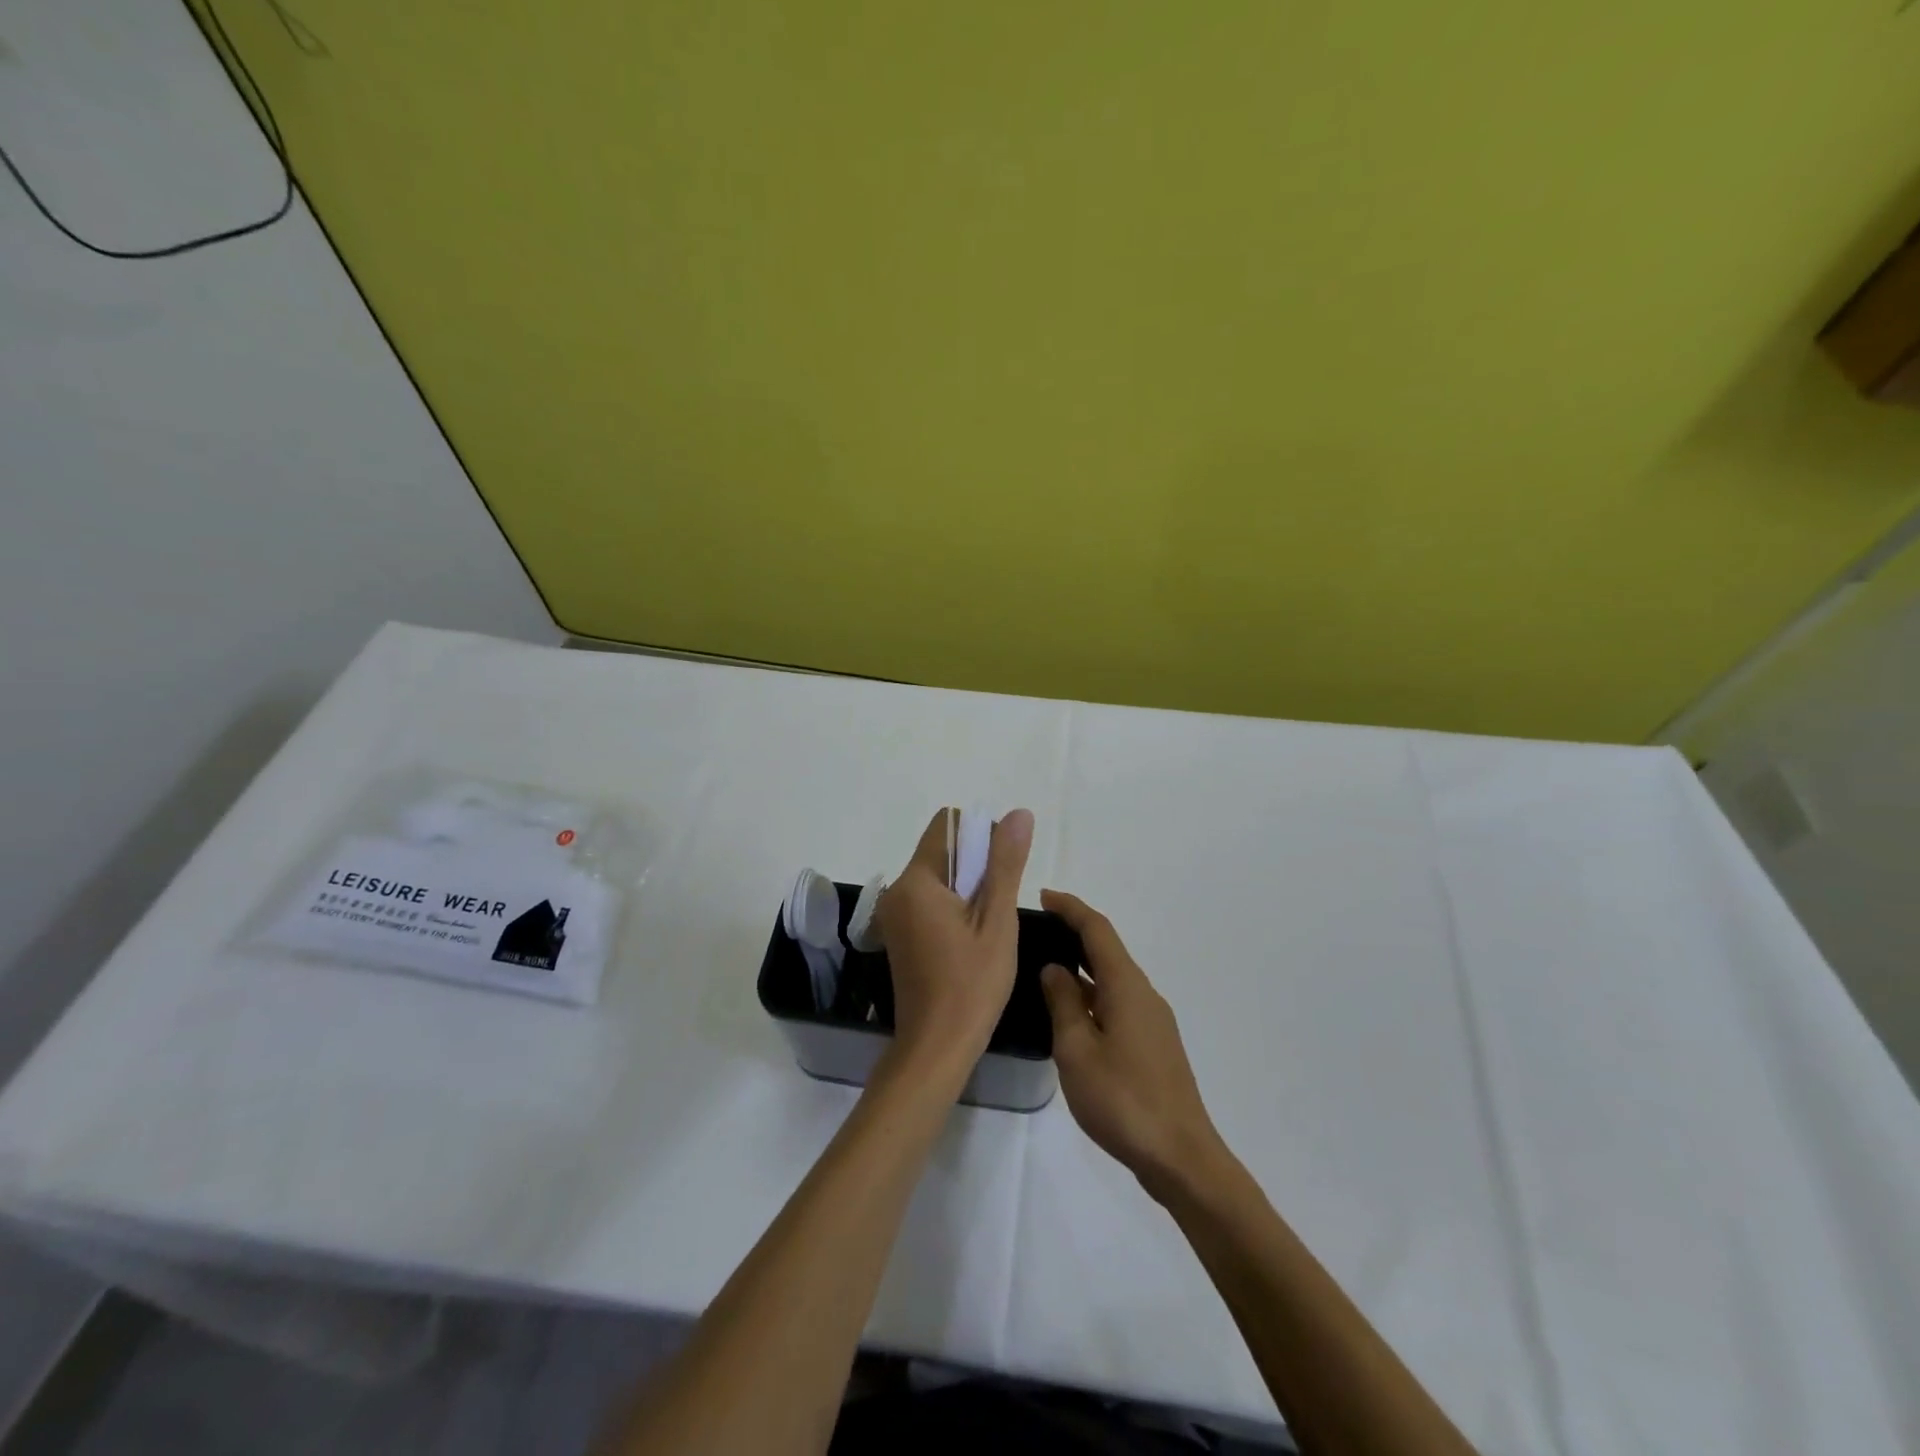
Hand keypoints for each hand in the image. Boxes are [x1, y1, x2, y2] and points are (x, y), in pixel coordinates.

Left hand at [875, 807, 1033, 1087]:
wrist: (935, 1048)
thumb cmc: (972, 984)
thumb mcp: (997, 921)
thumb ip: (1005, 863)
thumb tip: (1018, 813)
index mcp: (916, 881)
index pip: (947, 826)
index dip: (981, 836)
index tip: (1002, 872)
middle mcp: (897, 890)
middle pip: (942, 851)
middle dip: (976, 865)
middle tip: (999, 907)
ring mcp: (894, 914)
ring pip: (937, 877)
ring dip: (967, 888)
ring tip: (988, 926)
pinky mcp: (898, 934)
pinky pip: (928, 901)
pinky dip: (953, 907)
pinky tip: (971, 940)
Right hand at [1039, 891, 1226, 1201]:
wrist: (1181, 1157)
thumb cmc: (1123, 1100)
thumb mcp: (1077, 1051)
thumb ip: (1063, 1004)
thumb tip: (1054, 969)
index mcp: (1126, 986)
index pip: (1097, 930)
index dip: (1071, 908)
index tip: (1043, 896)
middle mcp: (1143, 994)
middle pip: (1107, 950)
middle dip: (1074, 933)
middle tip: (1037, 930)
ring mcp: (1152, 1020)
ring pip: (1112, 978)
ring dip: (1082, 966)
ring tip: (1046, 968)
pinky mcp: (1153, 1044)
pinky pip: (1118, 1002)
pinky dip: (1092, 993)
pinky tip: (1072, 1013)